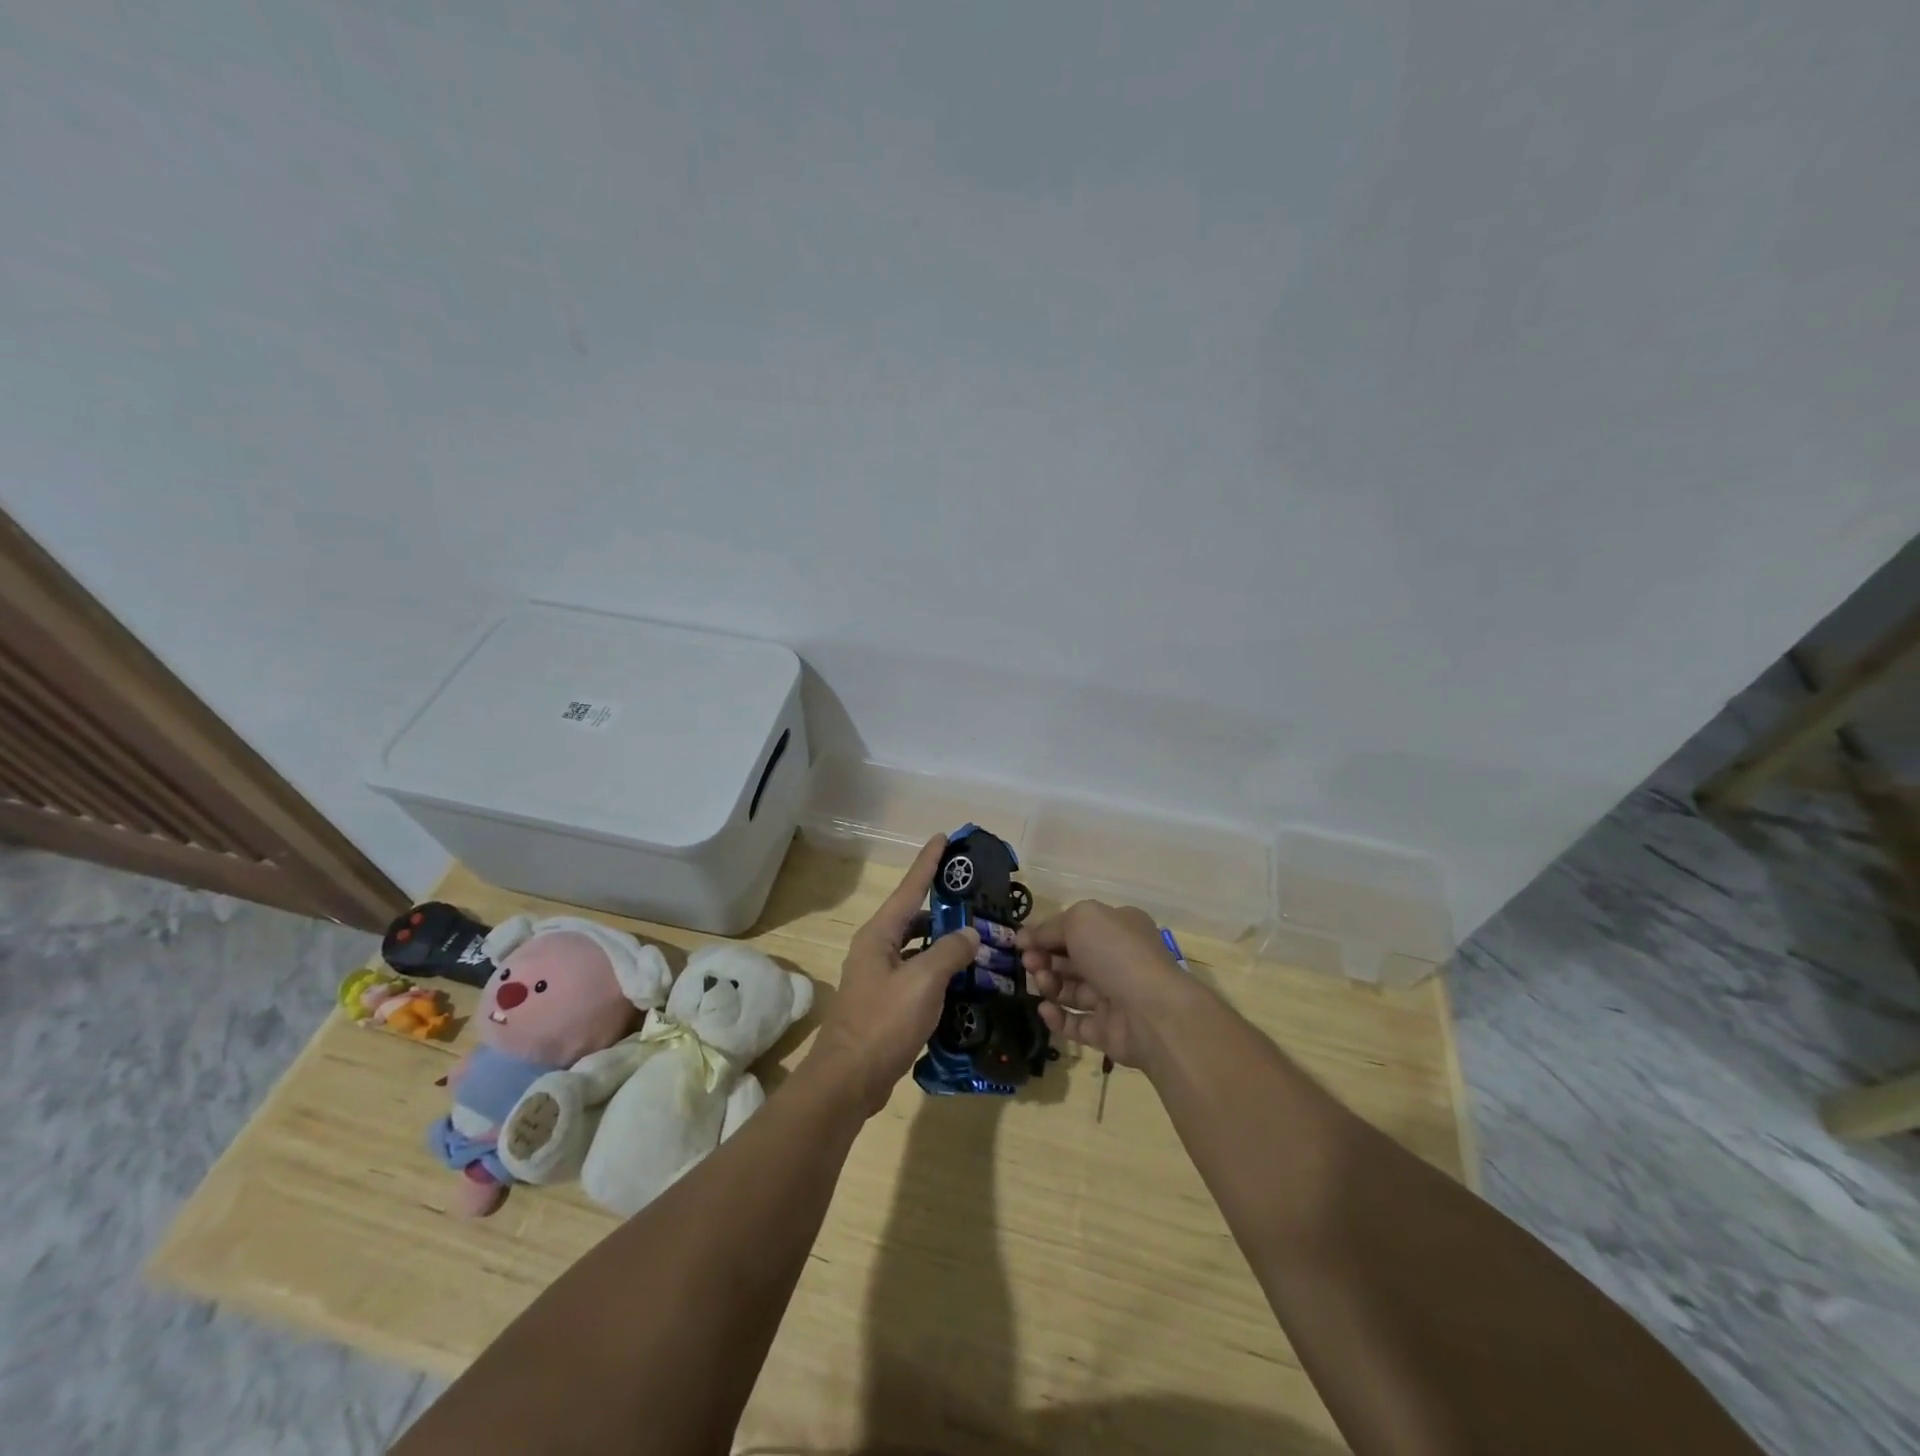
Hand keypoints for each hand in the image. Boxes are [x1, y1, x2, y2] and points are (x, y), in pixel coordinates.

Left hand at [808, 834, 979, 1115]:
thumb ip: (949, 952)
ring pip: (918, 948)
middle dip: (943, 908)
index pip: (909, 888)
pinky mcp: (886, 1004)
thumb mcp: (922, 982)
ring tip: (978, 941)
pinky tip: (964, 982)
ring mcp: (879, 977)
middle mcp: (877, 949)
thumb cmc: (882, 1023)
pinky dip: (940, 973)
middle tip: (976, 901)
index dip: (927, 862)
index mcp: (879, 935)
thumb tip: (970, 935)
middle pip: (914, 917)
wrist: (847, 1080)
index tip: (943, 838)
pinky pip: (918, 976)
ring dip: (944, 944)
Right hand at [1019, 901, 1199, 1071]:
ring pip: (1071, 990)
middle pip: (1071, 959)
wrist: (1153, 1012)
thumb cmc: (1116, 953)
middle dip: (1045, 958)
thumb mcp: (1080, 920)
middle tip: (1029, 963)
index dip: (1047, 933)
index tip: (1021, 942)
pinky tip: (1044, 1009)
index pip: (1076, 927)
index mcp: (1118, 928)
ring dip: (1050, 984)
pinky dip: (1057, 1017)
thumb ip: (1049, 928)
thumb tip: (1025, 938)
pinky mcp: (1108, 1032)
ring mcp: (1114, 998)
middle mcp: (1118, 960)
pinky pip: (1076, 1022)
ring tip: (1042, 983)